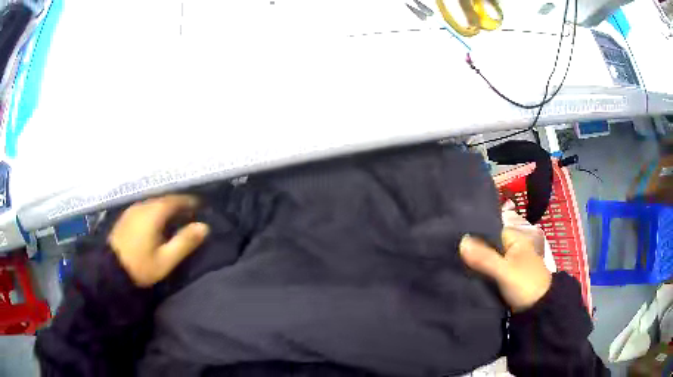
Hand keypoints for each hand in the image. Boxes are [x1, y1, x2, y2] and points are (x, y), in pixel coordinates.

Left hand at [109, 195, 209, 286]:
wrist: (110, 270)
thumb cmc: (140, 266)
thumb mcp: (165, 259)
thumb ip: (184, 242)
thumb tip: (204, 227)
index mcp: (153, 213)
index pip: (174, 200)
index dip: (188, 201)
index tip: (200, 205)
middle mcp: (142, 206)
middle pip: (163, 199)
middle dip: (177, 203)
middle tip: (190, 212)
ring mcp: (132, 210)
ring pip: (153, 203)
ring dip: (165, 207)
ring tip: (175, 217)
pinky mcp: (126, 217)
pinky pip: (145, 207)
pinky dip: (155, 210)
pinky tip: (156, 221)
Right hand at [459, 229, 551, 311]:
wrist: (538, 310)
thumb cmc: (525, 284)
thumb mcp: (503, 270)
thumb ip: (484, 257)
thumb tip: (461, 241)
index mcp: (516, 239)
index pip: (490, 230)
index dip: (474, 234)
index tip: (453, 240)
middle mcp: (513, 248)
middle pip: (489, 246)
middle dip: (473, 251)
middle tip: (450, 255)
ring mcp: (510, 264)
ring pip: (488, 260)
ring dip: (476, 264)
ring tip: (453, 265)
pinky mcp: (507, 278)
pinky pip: (490, 272)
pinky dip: (481, 274)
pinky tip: (466, 277)